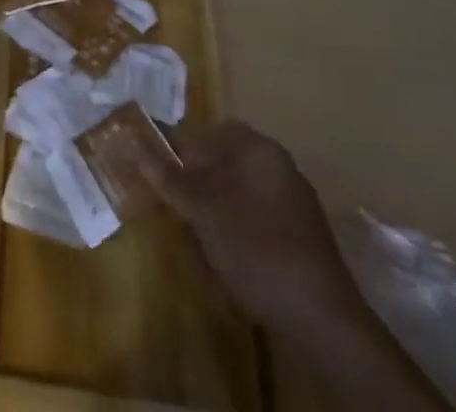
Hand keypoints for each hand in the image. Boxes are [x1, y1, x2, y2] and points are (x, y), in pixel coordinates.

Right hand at [153, 121, 360, 330]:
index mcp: (260, 149)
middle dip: (199, 181)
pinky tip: (226, 255)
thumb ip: (170, 179)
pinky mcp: (300, 236)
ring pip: (240, 190)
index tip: (163, 178)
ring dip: (216, 205)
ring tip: (198, 235)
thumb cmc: (257, 249)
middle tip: (178, 207)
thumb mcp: (205, 212)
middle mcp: (280, 166)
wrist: (321, 321)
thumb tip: (134, 147)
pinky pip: (257, 216)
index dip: (182, 151)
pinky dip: (236, 226)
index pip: (211, 133)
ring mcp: (294, 202)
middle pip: (226, 161)